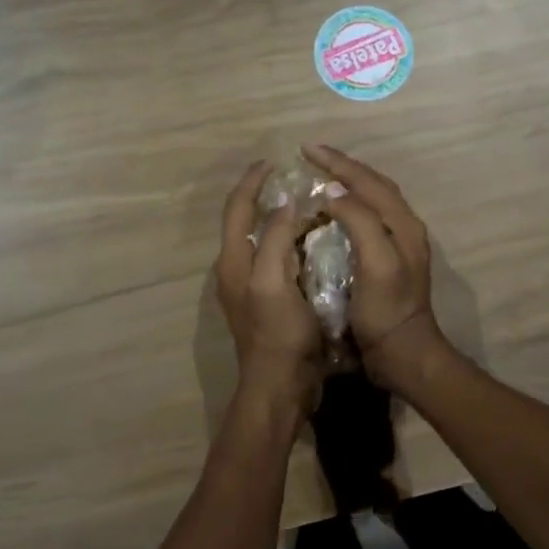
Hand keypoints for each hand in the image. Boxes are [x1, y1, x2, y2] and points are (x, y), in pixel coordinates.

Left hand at [216, 161, 322, 412]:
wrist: (281, 385)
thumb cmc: (278, 334)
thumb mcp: (274, 282)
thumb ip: (276, 240)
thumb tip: (285, 204)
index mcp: (233, 262)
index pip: (237, 210)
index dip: (252, 183)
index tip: (273, 162)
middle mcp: (237, 271)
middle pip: (245, 223)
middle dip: (265, 197)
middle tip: (295, 181)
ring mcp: (252, 289)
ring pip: (262, 242)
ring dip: (280, 220)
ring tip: (308, 206)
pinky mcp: (269, 303)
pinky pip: (277, 261)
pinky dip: (291, 244)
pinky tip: (314, 244)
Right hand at [303, 144, 444, 390]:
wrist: (402, 353)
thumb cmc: (387, 311)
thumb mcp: (376, 263)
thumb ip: (360, 221)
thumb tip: (334, 191)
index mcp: (402, 224)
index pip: (368, 181)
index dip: (337, 163)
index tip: (306, 149)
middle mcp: (403, 228)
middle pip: (373, 186)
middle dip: (342, 167)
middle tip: (311, 157)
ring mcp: (396, 246)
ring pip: (370, 202)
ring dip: (346, 185)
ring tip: (318, 178)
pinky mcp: (386, 263)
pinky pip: (365, 222)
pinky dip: (346, 209)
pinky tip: (328, 215)